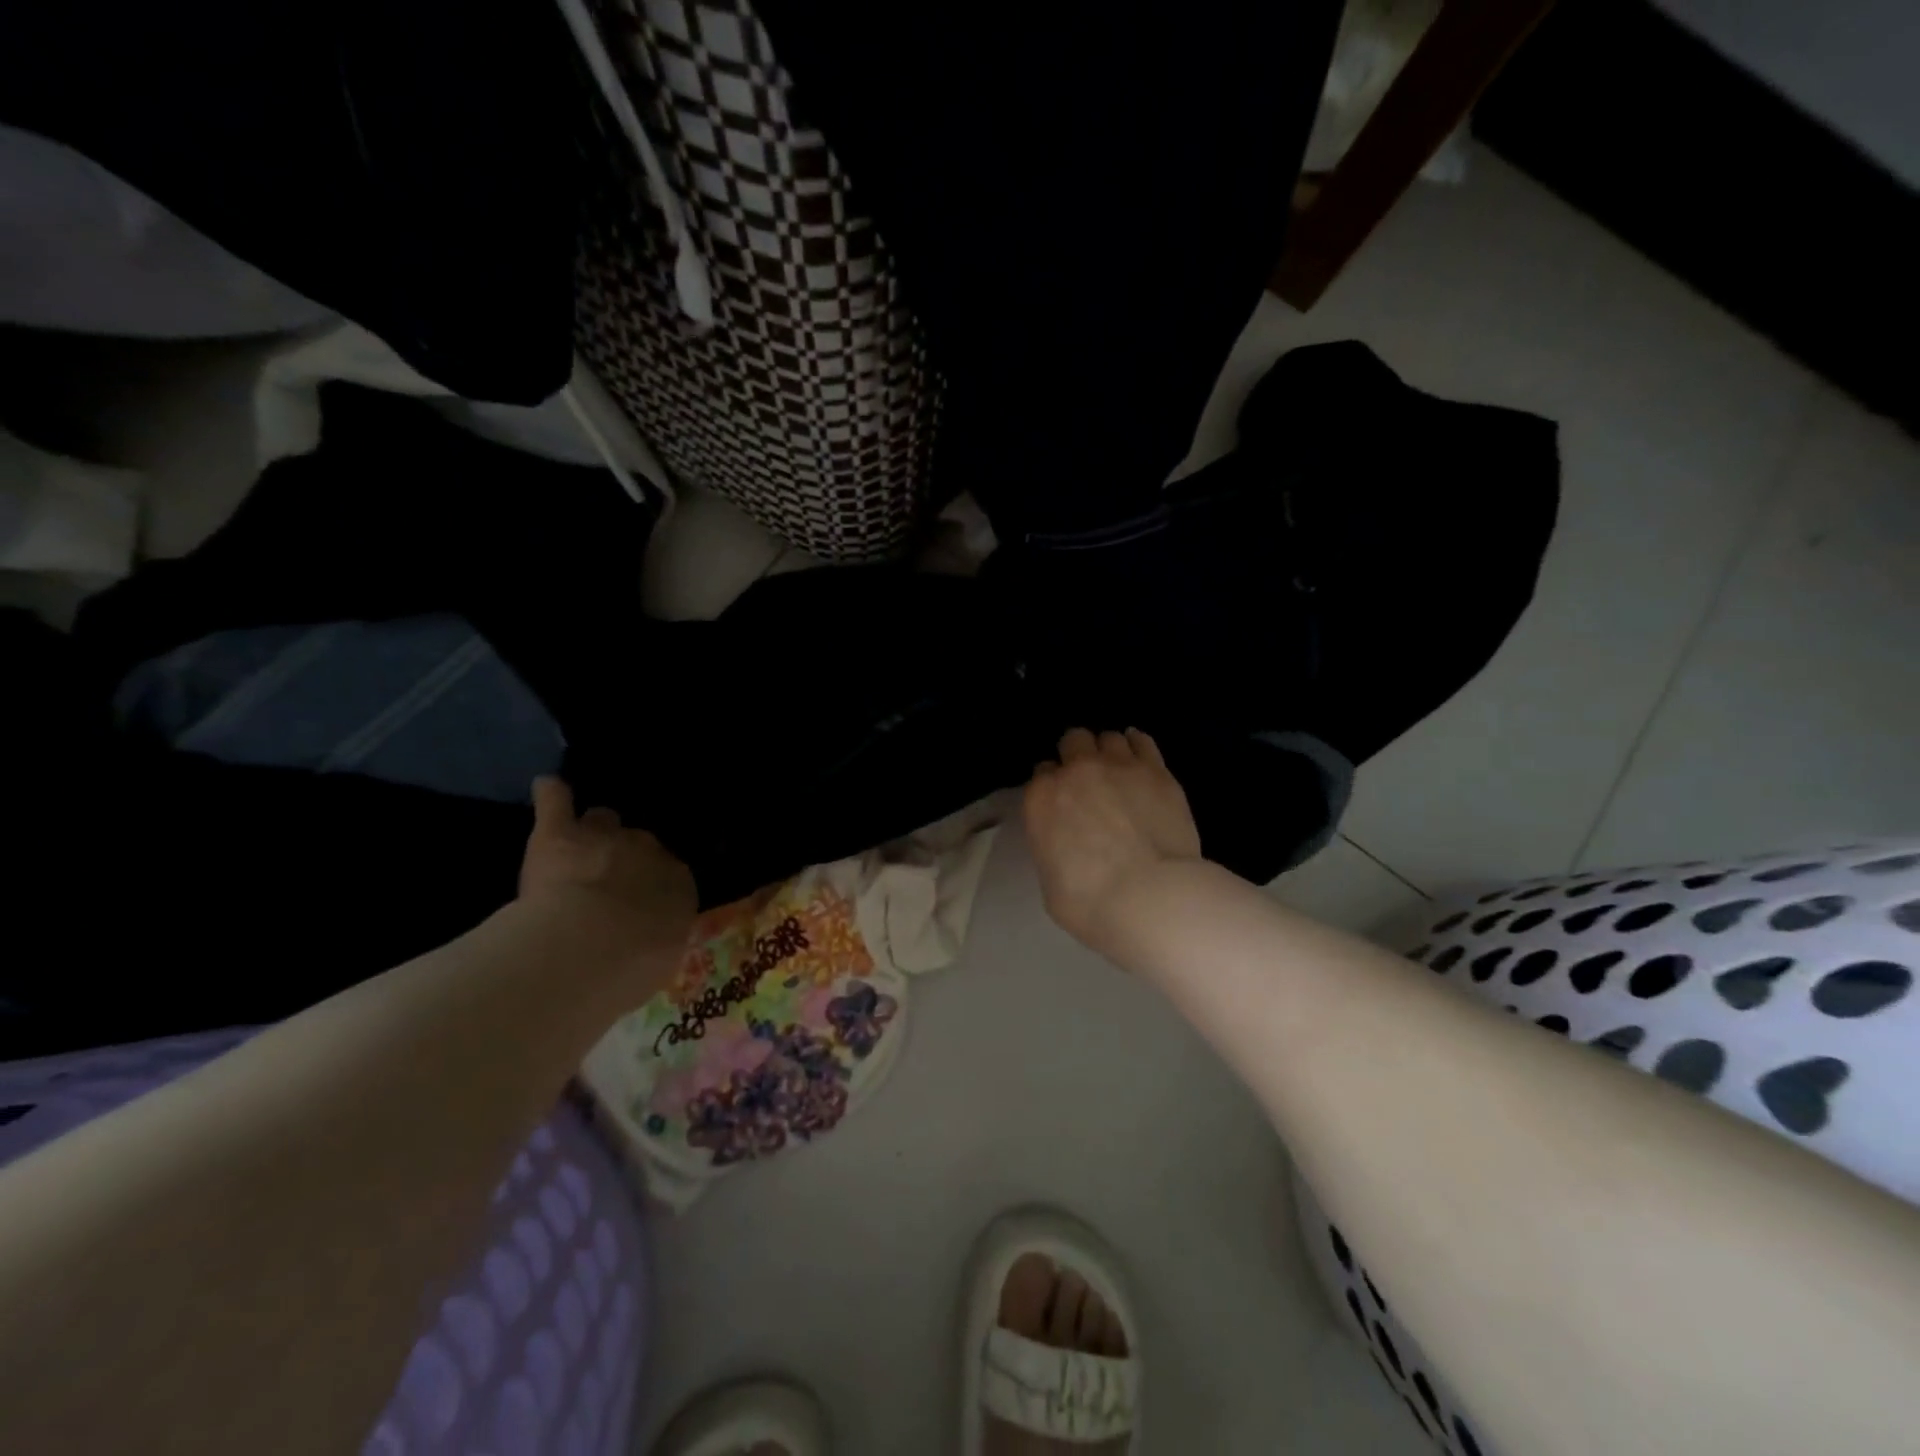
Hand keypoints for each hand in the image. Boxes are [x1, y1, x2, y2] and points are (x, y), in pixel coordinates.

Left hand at [519, 777, 695, 959]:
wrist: (590, 947)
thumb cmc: (632, 966)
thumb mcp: (658, 961)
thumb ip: (654, 940)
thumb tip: (646, 942)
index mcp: (678, 884)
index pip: (670, 874)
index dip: (651, 887)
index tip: (638, 904)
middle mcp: (649, 852)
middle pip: (639, 843)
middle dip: (624, 857)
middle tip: (606, 881)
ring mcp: (604, 837)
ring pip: (602, 819)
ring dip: (592, 830)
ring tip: (579, 843)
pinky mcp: (559, 834)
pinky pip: (557, 801)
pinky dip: (552, 795)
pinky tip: (547, 788)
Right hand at [1024, 728, 1201, 955]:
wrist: (1152, 897)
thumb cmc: (1091, 903)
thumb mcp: (1051, 883)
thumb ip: (1053, 848)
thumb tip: (1067, 844)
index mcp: (1042, 798)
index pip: (1041, 773)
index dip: (1052, 786)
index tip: (1063, 801)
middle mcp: (1077, 771)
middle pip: (1073, 741)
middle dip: (1077, 755)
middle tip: (1088, 780)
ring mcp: (1120, 766)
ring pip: (1109, 737)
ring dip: (1109, 751)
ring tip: (1118, 771)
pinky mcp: (1157, 772)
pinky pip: (1143, 741)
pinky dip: (1138, 744)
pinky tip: (1140, 756)